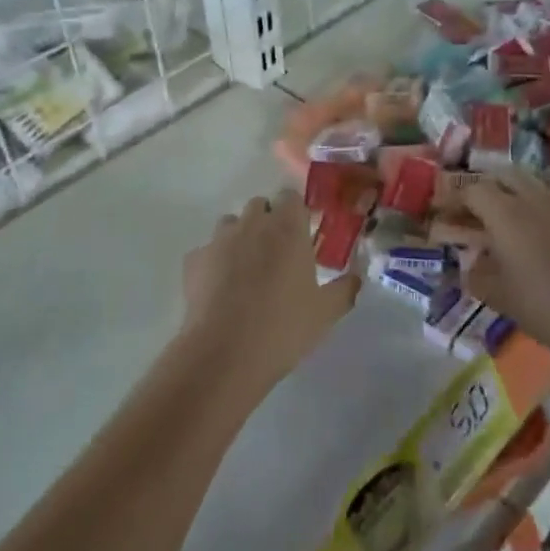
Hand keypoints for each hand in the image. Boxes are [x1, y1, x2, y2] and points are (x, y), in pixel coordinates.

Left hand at [181, 190, 358, 396]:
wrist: (224, 353)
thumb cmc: (283, 327)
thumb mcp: (326, 313)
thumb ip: (346, 288)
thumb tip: (356, 277)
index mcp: (287, 228)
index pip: (291, 196)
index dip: (296, 213)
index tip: (303, 235)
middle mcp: (252, 224)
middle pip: (260, 205)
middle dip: (268, 222)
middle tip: (278, 255)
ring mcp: (218, 240)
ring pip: (231, 224)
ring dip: (240, 237)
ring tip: (247, 271)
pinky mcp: (193, 260)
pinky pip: (207, 251)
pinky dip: (215, 262)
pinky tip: (220, 290)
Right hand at [463, 169, 549, 369]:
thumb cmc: (549, 307)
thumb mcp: (501, 298)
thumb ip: (477, 276)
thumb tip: (469, 265)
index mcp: (505, 213)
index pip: (472, 191)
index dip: (454, 200)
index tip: (443, 214)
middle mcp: (532, 197)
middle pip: (503, 175)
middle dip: (485, 188)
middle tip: (475, 212)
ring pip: (531, 181)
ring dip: (513, 191)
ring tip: (507, 217)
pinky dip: (538, 203)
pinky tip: (539, 231)